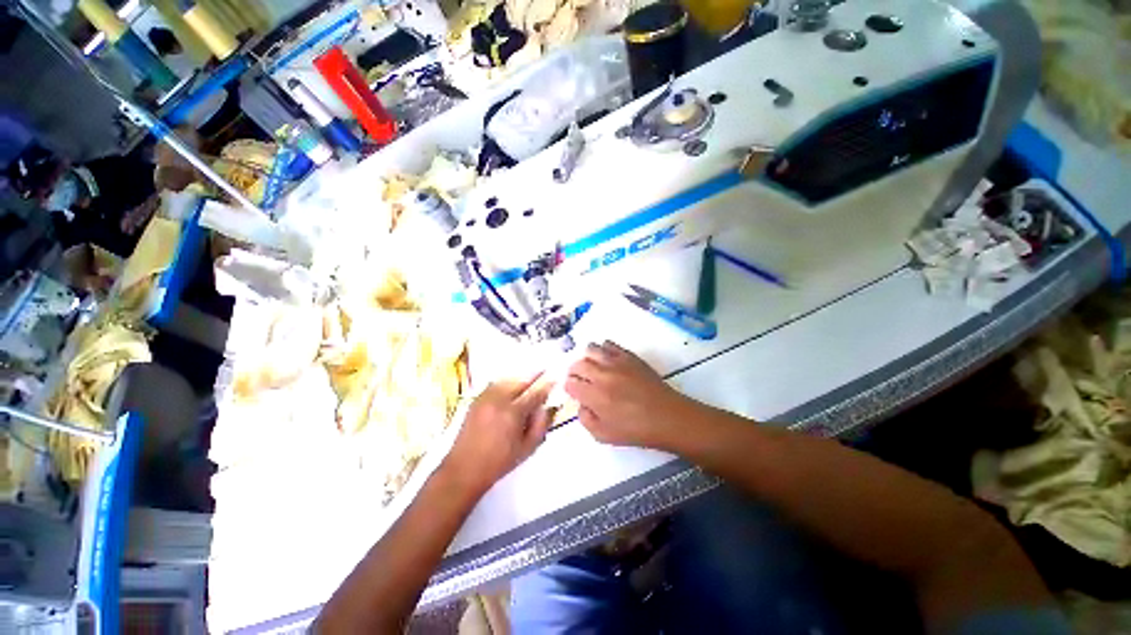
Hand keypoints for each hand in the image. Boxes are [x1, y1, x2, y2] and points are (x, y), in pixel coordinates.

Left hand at [442, 375, 554, 496]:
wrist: (464, 469)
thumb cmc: (499, 462)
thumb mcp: (527, 448)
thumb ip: (541, 425)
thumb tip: (548, 407)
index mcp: (513, 413)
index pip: (535, 393)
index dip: (547, 386)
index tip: (554, 380)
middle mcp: (498, 400)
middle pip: (520, 382)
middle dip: (533, 378)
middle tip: (543, 375)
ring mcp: (485, 398)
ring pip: (507, 380)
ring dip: (519, 380)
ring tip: (528, 382)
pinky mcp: (476, 400)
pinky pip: (494, 385)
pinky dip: (505, 383)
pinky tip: (510, 389)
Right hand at [565, 341, 694, 448]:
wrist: (667, 416)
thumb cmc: (636, 430)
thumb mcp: (603, 435)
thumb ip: (585, 419)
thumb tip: (581, 403)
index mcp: (594, 395)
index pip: (570, 383)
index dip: (570, 388)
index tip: (575, 392)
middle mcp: (602, 374)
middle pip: (577, 364)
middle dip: (574, 372)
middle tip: (581, 380)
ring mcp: (616, 362)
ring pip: (590, 349)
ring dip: (587, 358)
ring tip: (593, 368)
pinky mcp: (629, 356)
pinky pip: (609, 344)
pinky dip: (603, 350)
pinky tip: (607, 360)